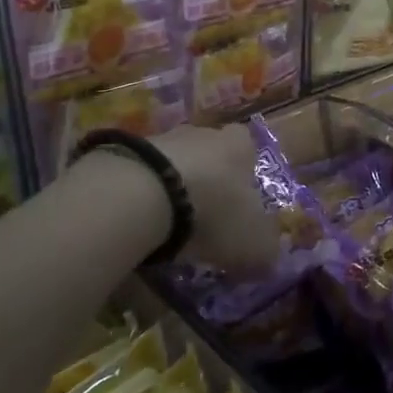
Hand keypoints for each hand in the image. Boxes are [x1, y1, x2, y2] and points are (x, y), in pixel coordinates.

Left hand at [152, 124, 280, 277]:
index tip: (240, 200)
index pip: (249, 148)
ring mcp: (161, 138)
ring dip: (173, 187)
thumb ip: (266, 251)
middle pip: (210, 153)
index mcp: (241, 147)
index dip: (246, 173)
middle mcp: (204, 134)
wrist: (142, 195)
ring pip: (174, 162)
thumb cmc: (214, 212)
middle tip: (205, 216)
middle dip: (209, 180)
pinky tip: (139, 220)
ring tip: (168, 223)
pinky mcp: (124, 152)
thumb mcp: (254, 244)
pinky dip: (142, 194)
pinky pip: (141, 173)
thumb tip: (268, 258)